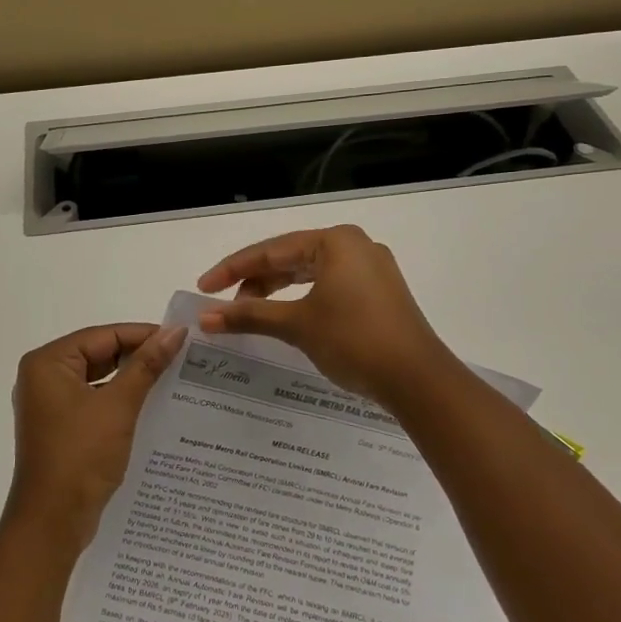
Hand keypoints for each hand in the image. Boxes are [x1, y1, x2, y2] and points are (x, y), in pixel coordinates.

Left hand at [8, 322, 187, 547]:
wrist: (52, 522)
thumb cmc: (81, 456)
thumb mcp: (118, 406)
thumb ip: (146, 365)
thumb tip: (175, 332)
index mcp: (48, 363)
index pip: (103, 335)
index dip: (143, 335)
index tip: (181, 338)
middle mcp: (43, 378)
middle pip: (99, 354)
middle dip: (138, 357)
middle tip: (181, 358)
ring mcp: (50, 405)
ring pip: (99, 379)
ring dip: (131, 380)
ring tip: (173, 379)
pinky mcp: (61, 428)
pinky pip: (94, 402)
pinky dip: (120, 402)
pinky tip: (152, 407)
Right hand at [196, 225, 453, 404]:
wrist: (417, 380)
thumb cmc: (354, 340)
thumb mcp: (297, 325)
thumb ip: (249, 315)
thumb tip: (205, 317)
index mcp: (336, 241)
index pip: (271, 250)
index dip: (232, 269)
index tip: (203, 287)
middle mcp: (355, 246)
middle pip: (290, 258)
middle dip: (255, 281)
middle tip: (224, 305)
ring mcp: (371, 269)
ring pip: (310, 273)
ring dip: (277, 292)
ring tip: (249, 313)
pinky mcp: (379, 293)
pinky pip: (329, 286)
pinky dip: (302, 300)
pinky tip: (285, 317)